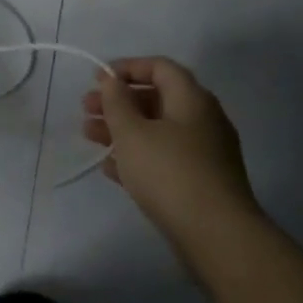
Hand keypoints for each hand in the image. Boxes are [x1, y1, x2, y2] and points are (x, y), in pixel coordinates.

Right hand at [81, 57, 262, 252]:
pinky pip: (164, 158)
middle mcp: (203, 120)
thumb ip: (116, 102)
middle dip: (119, 101)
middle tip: (86, 109)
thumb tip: (110, 80)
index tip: (97, 79)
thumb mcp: (132, 132)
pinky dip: (137, 156)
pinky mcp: (200, 182)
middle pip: (156, 99)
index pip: (160, 67)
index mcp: (192, 99)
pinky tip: (111, 168)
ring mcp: (204, 153)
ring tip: (90, 137)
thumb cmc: (169, 173)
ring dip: (122, 129)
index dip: (127, 67)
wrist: (217, 235)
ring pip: (157, 130)